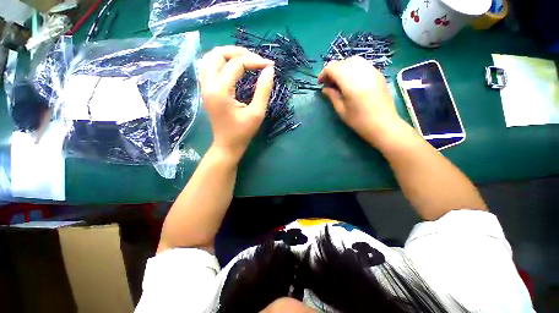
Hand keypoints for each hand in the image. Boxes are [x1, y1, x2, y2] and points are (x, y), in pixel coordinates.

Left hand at [200, 46, 274, 159]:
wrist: (227, 145)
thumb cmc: (243, 132)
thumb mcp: (257, 113)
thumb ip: (263, 90)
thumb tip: (269, 70)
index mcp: (221, 91)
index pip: (237, 64)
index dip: (255, 61)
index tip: (270, 66)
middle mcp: (208, 85)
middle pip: (218, 54)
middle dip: (239, 52)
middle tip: (256, 59)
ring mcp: (204, 87)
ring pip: (209, 58)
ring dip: (227, 55)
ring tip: (244, 60)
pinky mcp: (206, 91)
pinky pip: (207, 67)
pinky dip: (220, 62)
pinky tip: (231, 67)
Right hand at [318, 56, 403, 146]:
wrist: (384, 125)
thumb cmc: (359, 121)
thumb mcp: (341, 110)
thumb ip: (332, 96)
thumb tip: (325, 88)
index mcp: (351, 83)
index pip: (333, 68)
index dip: (324, 73)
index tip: (320, 83)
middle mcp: (362, 72)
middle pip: (343, 62)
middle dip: (333, 70)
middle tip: (329, 84)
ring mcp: (372, 71)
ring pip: (353, 60)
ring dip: (343, 68)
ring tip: (340, 81)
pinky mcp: (378, 74)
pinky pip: (363, 64)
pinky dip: (353, 69)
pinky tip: (351, 81)